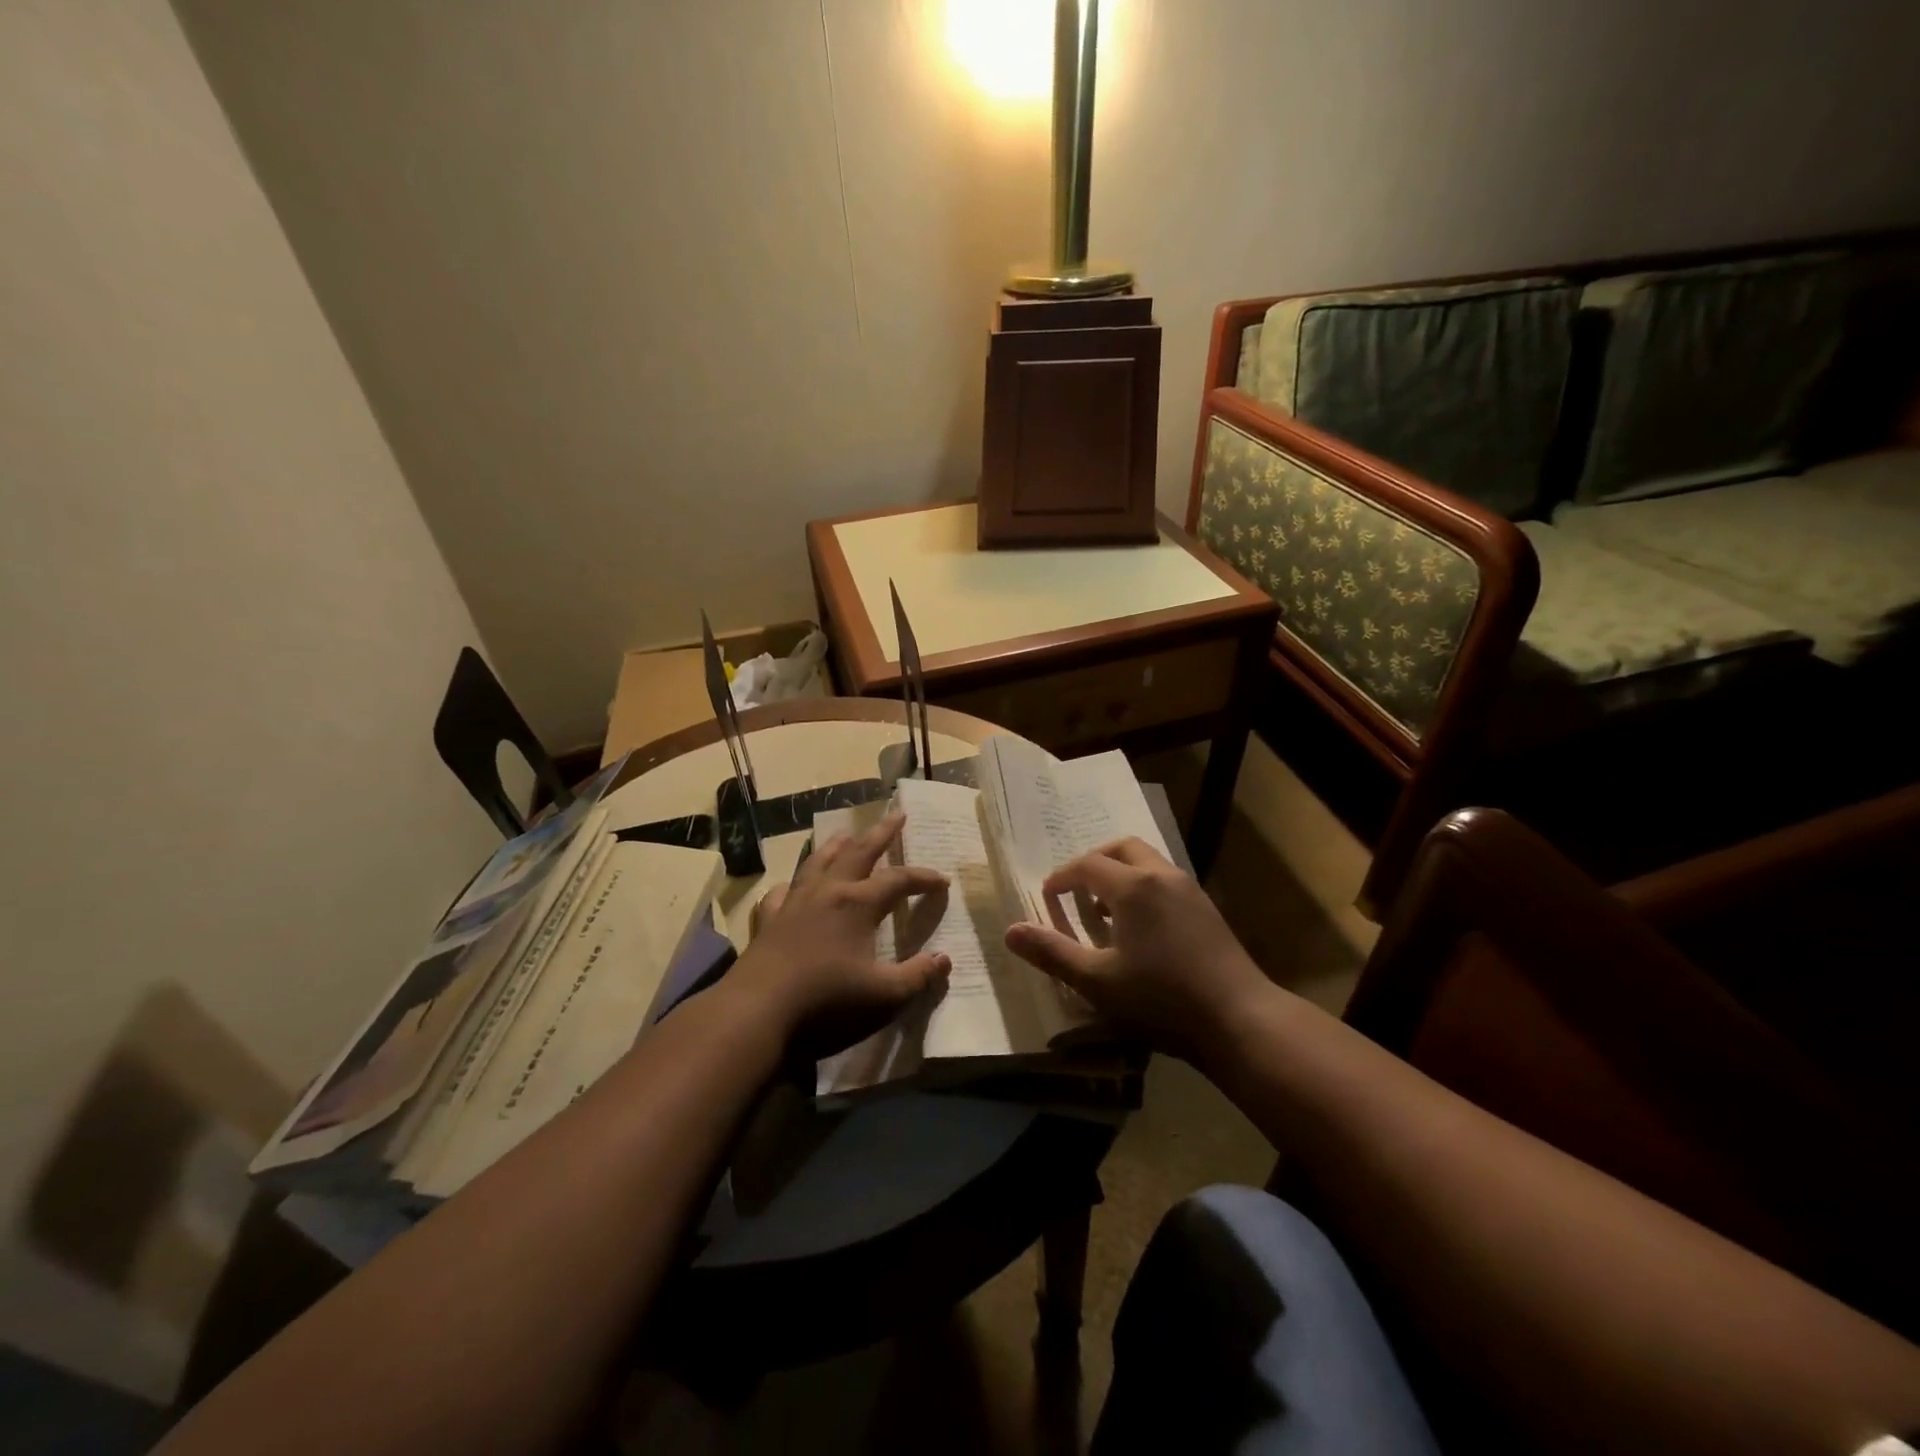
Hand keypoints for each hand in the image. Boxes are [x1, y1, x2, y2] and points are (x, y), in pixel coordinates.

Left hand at [727, 812, 950, 1056]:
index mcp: (858, 905)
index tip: (943, 882)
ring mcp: (793, 903)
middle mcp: (827, 893)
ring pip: (818, 862)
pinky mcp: (768, 921)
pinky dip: (792, 884)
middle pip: (858, 852)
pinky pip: (782, 892)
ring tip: (846, 834)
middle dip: (881, 833)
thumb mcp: (884, 996)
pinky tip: (792, 886)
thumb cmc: (827, 1003)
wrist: (757, 1013)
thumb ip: (918, 976)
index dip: (923, 878)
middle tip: (897, 814)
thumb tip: (945, 959)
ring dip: (836, 846)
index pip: (898, 880)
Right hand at [1004, 838, 1268, 1059]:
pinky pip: (1165, 880)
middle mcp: (1162, 876)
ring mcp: (1189, 890)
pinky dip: (1143, 888)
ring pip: (1148, 862)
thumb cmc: (1161, 999)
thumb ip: (1052, 953)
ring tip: (1104, 910)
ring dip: (1121, 874)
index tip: (1047, 896)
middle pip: (1121, 849)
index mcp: (1133, 887)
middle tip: (1076, 891)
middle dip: (1094, 863)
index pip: (1087, 865)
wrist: (1239, 1019)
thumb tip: (1010, 931)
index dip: (1062, 878)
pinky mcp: (1207, 908)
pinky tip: (1140, 928)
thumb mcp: (1097, 982)